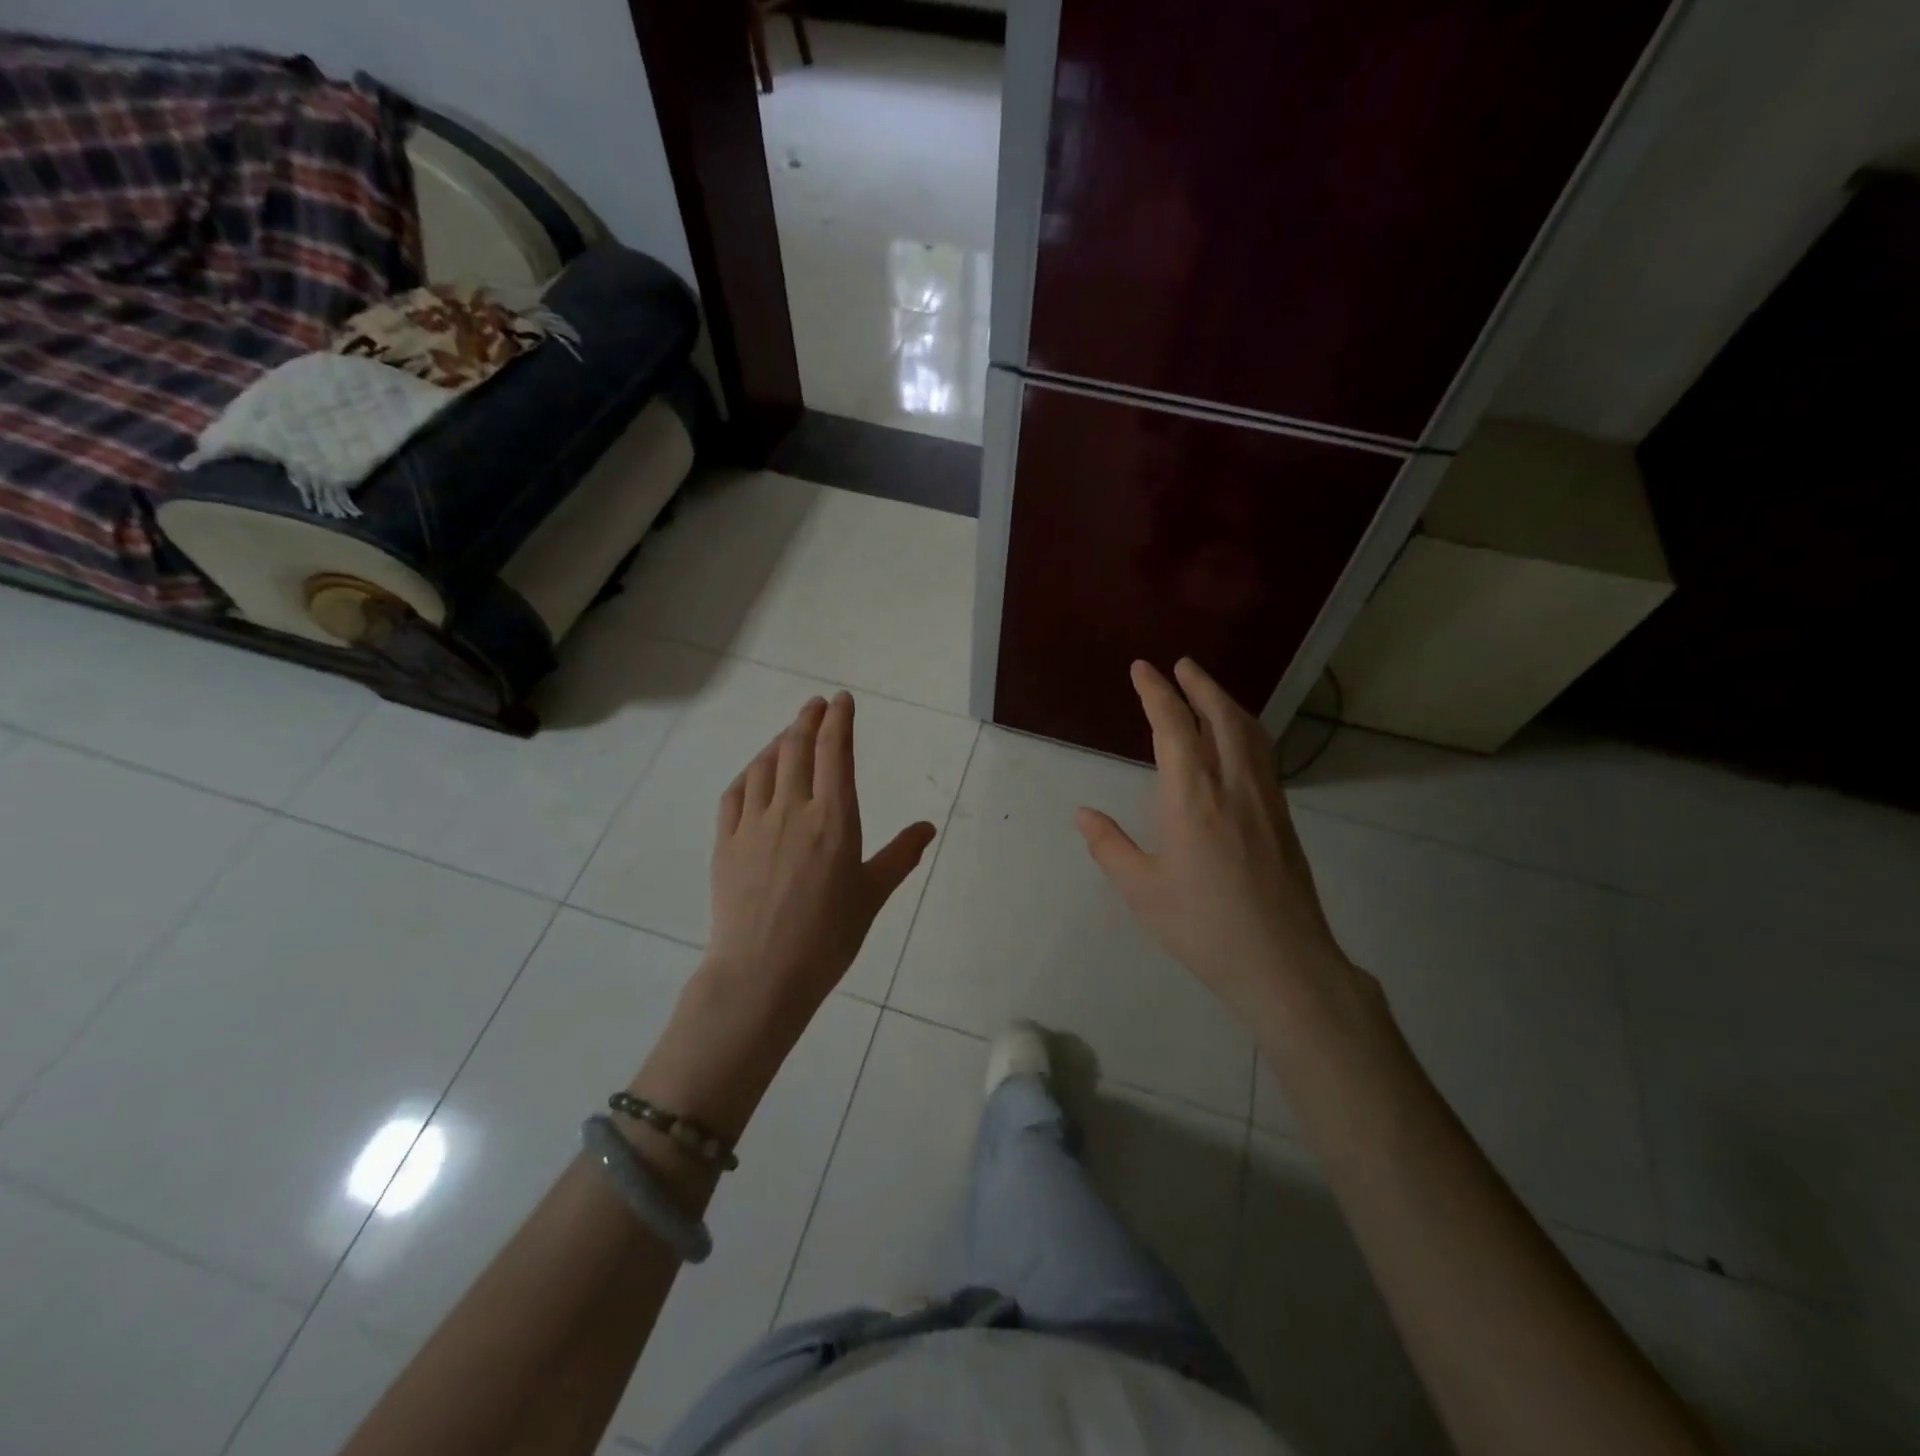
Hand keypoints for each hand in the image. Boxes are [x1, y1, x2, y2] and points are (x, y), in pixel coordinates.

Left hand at [705, 692, 935, 1021]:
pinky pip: (735, 793)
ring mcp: (754, 823)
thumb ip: (900, 855)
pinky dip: (748, 772)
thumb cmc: (828, 937)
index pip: (834, 753)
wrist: (762, 973)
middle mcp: (793, 809)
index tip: (841, 700)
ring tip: (788, 733)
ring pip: (764, 765)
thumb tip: (927, 827)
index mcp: (835, 819)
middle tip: (815, 705)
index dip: (838, 720)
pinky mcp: (726, 842)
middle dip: (808, 719)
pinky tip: (754, 771)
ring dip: (778, 741)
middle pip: (796, 748)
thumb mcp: (872, 895)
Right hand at [1075, 658, 1360, 1024]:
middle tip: (1180, 664)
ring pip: (1248, 731)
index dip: (1156, 692)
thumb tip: (1084, 813)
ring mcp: (1264, 798)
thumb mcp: (1141, 890)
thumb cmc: (1202, 925)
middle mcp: (1232, 784)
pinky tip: (1237, 739)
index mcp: (1192, 797)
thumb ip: (1109, 845)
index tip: (1142, 669)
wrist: (1281, 961)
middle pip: (1219, 716)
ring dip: (1226, 702)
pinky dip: (1245, 729)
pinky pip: (1263, 754)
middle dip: (1198, 684)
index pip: (1173, 726)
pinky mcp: (1282, 815)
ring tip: (1207, 690)